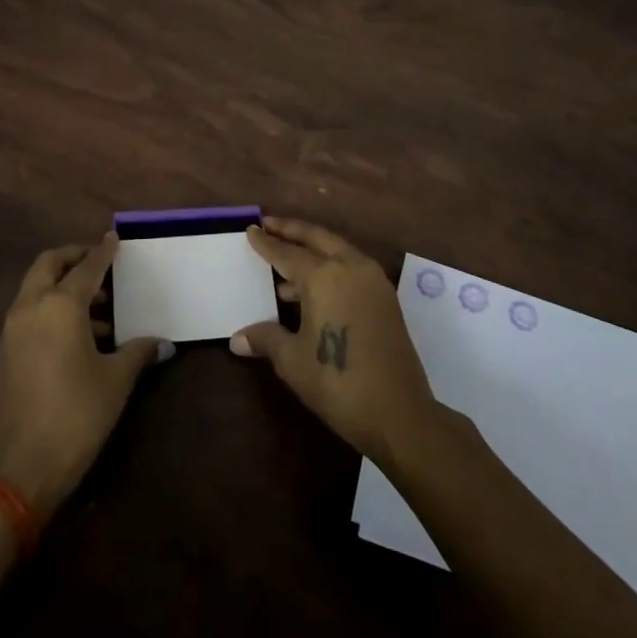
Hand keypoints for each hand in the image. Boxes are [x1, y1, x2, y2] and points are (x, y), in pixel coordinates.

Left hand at [0, 234, 169, 520]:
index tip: (115, 239)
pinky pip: (31, 310)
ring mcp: (13, 328)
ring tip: (100, 306)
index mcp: (60, 305)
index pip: (87, 267)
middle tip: (101, 263)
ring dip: (63, 284)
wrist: (22, 467)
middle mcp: (31, 306)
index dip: (103, 252)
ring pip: (36, 286)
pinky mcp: (7, 350)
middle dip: (74, 257)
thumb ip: (138, 352)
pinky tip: (81, 334)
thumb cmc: (76, 414)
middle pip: (49, 264)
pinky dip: (52, 306)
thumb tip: (162, 342)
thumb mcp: (115, 381)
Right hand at [230, 217, 437, 461]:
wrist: (399, 413)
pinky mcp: (385, 297)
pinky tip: (313, 288)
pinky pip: (351, 266)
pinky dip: (330, 264)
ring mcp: (372, 280)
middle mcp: (349, 266)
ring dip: (312, 248)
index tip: (251, 229)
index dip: (266, 243)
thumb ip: (266, 339)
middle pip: (316, 237)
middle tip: (269, 224)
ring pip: (337, 249)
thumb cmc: (337, 382)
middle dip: (291, 230)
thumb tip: (237, 338)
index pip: (287, 252)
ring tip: (286, 260)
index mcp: (323, 276)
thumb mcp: (293, 361)